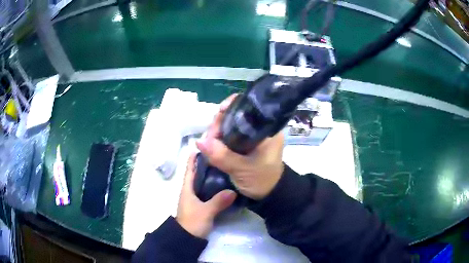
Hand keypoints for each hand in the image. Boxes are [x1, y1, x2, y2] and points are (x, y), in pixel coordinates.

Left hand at [176, 154, 236, 238]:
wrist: (187, 238)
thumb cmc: (192, 222)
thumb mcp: (205, 212)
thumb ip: (218, 202)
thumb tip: (233, 191)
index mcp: (187, 188)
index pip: (190, 169)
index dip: (194, 158)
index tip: (204, 146)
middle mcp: (190, 191)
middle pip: (197, 174)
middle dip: (206, 164)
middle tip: (220, 155)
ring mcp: (195, 198)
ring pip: (203, 182)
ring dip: (211, 175)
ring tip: (224, 166)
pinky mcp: (201, 205)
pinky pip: (208, 191)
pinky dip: (214, 186)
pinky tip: (224, 184)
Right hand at [196, 95, 284, 199]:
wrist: (268, 196)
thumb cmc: (262, 180)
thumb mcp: (242, 169)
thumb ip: (222, 156)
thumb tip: (199, 141)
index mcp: (268, 130)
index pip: (250, 108)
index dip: (232, 107)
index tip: (219, 113)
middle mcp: (260, 129)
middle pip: (237, 115)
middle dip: (220, 122)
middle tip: (210, 136)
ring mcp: (252, 136)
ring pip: (231, 126)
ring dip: (217, 132)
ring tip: (208, 142)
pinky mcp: (245, 144)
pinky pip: (229, 136)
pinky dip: (219, 139)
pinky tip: (211, 144)